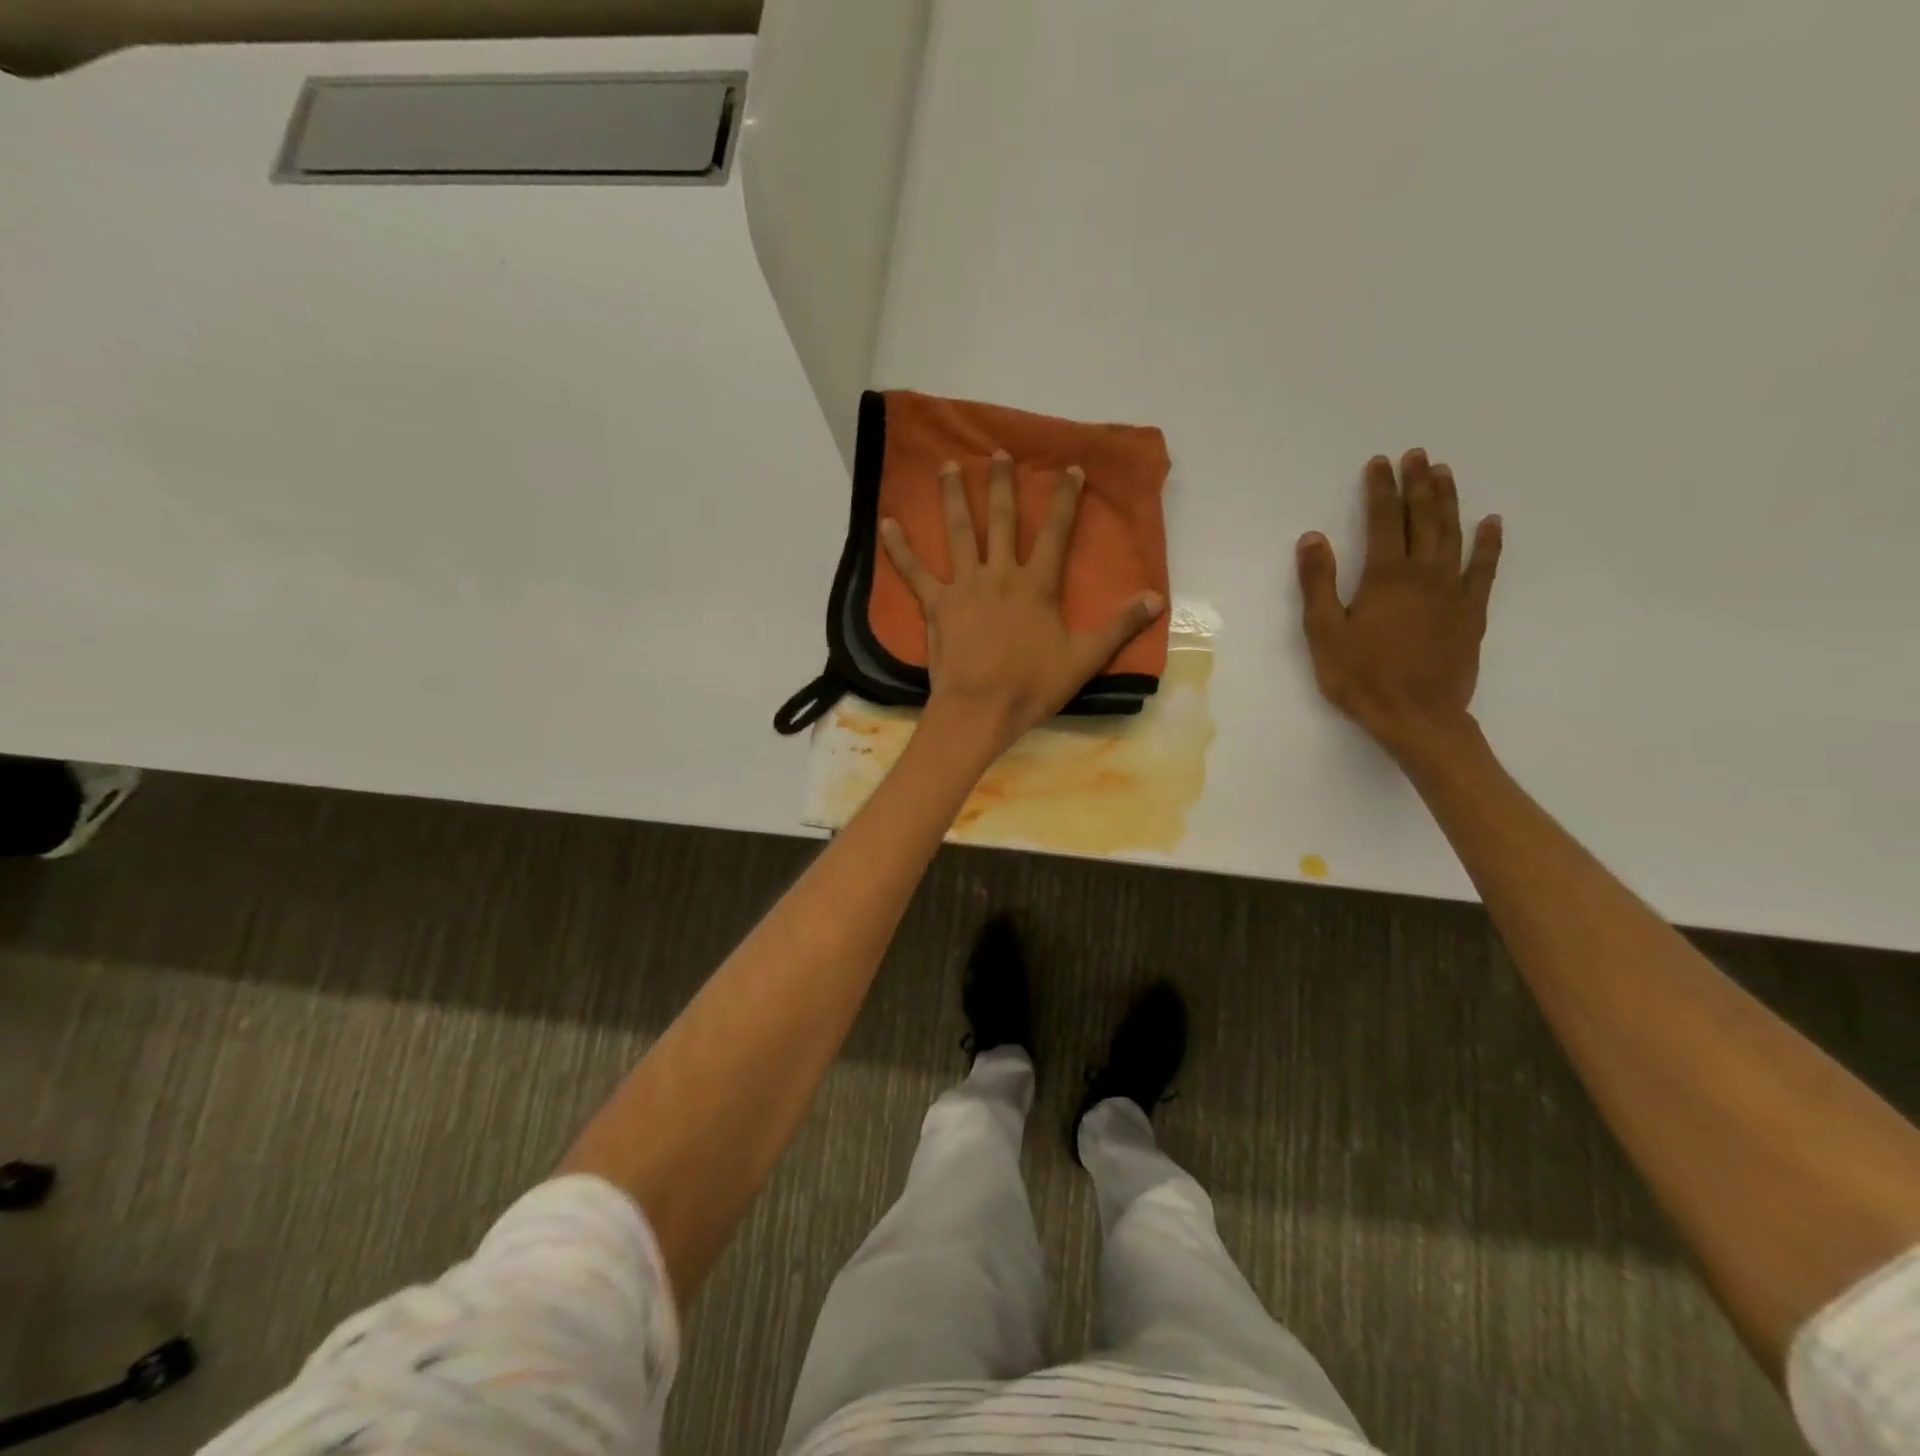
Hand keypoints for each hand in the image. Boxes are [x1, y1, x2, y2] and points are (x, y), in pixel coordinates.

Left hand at [881, 450, 1163, 755]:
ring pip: (959, 532)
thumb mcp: (1084, 658)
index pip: (1056, 533)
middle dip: (1003, 485)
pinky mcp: (936, 605)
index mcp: (1037, 585)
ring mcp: (964, 586)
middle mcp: (1000, 574)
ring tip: (949, 466)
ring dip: (954, 497)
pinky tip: (885, 523)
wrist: (980, 710)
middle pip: (1003, 521)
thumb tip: (1157, 598)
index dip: (1065, 500)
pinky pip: (914, 572)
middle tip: (998, 453)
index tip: (1070, 468)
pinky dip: (899, 548)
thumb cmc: (1032, 686)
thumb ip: (1120, 625)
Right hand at [1296, 450, 1501, 760]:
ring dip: (1449, 501)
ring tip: (1445, 473)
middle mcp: (1425, 573)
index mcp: (1386, 576)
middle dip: (1418, 484)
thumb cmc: (1362, 677)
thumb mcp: (1325, 633)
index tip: (1379, 463)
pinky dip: (1489, 543)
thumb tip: (1313, 538)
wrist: (1418, 717)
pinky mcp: (1472, 612)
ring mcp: (1454, 591)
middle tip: (1417, 455)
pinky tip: (1491, 523)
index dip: (1381, 490)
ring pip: (1454, 534)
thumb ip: (1319, 583)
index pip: (1384, 520)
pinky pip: (1485, 568)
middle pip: (1424, 519)